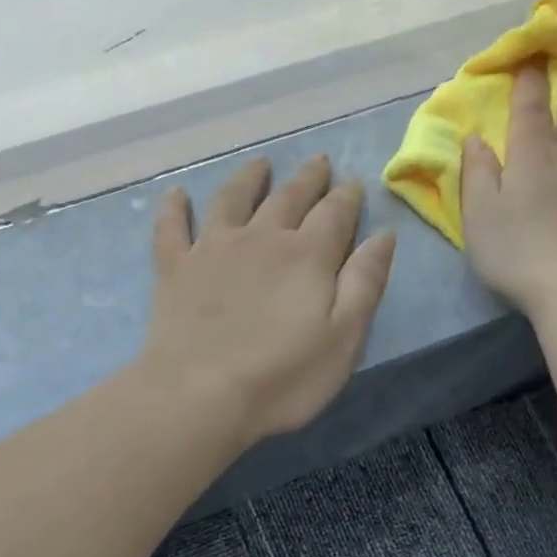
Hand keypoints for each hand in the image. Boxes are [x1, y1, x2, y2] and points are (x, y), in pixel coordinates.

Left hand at [140, 154, 396, 446]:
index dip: (347, 197)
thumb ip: (364, 283)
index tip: (354, 182)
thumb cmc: (282, 377)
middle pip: (288, 197)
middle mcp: (261, 238)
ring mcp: (213, 249)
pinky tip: (177, 194)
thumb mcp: (343, 338)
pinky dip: (174, 208)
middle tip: (319, 161)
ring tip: (261, 163)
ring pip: (232, 199)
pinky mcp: (175, 269)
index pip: (334, 214)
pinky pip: (172, 227)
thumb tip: (383, 235)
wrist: (199, 395)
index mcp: (307, 256)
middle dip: (308, 178)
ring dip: (249, 178)